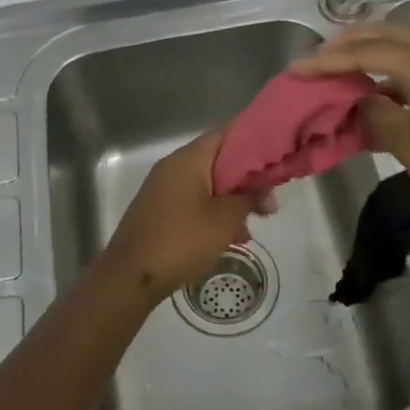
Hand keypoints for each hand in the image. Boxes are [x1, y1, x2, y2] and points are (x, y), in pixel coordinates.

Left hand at [98, 129, 274, 302]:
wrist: (131, 276)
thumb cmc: (182, 240)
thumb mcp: (224, 219)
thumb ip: (249, 198)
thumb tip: (266, 191)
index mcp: (188, 159)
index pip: (226, 134)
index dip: (254, 140)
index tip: (278, 154)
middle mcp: (173, 167)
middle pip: (218, 161)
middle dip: (246, 178)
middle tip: (270, 200)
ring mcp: (164, 190)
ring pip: (207, 185)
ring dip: (232, 200)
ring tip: (255, 222)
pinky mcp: (160, 211)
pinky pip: (194, 203)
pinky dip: (214, 213)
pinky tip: (231, 237)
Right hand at [291, 24, 409, 229]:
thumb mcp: (408, 140)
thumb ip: (375, 113)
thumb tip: (359, 100)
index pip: (369, 51)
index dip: (329, 60)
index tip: (296, 67)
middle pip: (391, 37)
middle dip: (352, 43)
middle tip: (320, 56)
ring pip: (406, 56)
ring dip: (373, 60)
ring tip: (341, 74)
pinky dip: (391, 82)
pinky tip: (375, 101)